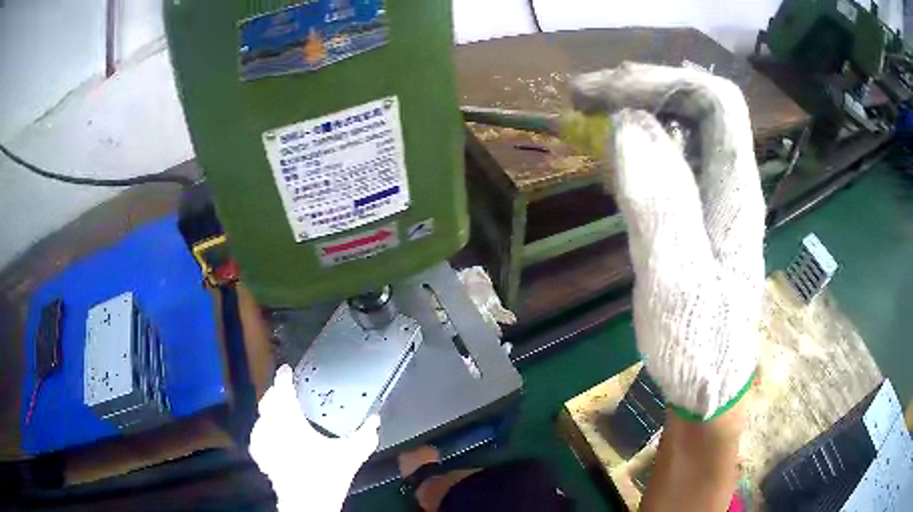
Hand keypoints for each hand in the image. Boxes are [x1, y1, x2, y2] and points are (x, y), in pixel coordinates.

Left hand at [249, 365, 379, 510]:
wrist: (307, 503)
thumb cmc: (326, 474)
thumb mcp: (350, 455)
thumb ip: (365, 435)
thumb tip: (375, 419)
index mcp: (291, 420)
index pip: (282, 390)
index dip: (283, 377)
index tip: (287, 369)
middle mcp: (271, 426)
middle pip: (267, 400)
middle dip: (275, 392)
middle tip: (287, 392)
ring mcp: (262, 440)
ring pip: (261, 416)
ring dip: (270, 411)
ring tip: (282, 413)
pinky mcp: (259, 454)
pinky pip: (258, 433)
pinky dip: (265, 429)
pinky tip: (274, 435)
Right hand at [572, 63, 764, 419]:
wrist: (710, 386)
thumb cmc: (698, 345)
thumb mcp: (676, 279)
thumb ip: (659, 200)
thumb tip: (630, 123)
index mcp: (735, 192)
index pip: (716, 101)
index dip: (665, 81)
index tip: (608, 92)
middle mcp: (730, 185)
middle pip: (700, 106)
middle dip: (644, 88)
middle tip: (586, 96)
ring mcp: (715, 200)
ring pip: (685, 130)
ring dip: (638, 112)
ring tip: (590, 114)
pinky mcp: (698, 217)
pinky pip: (672, 160)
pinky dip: (638, 144)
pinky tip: (611, 155)